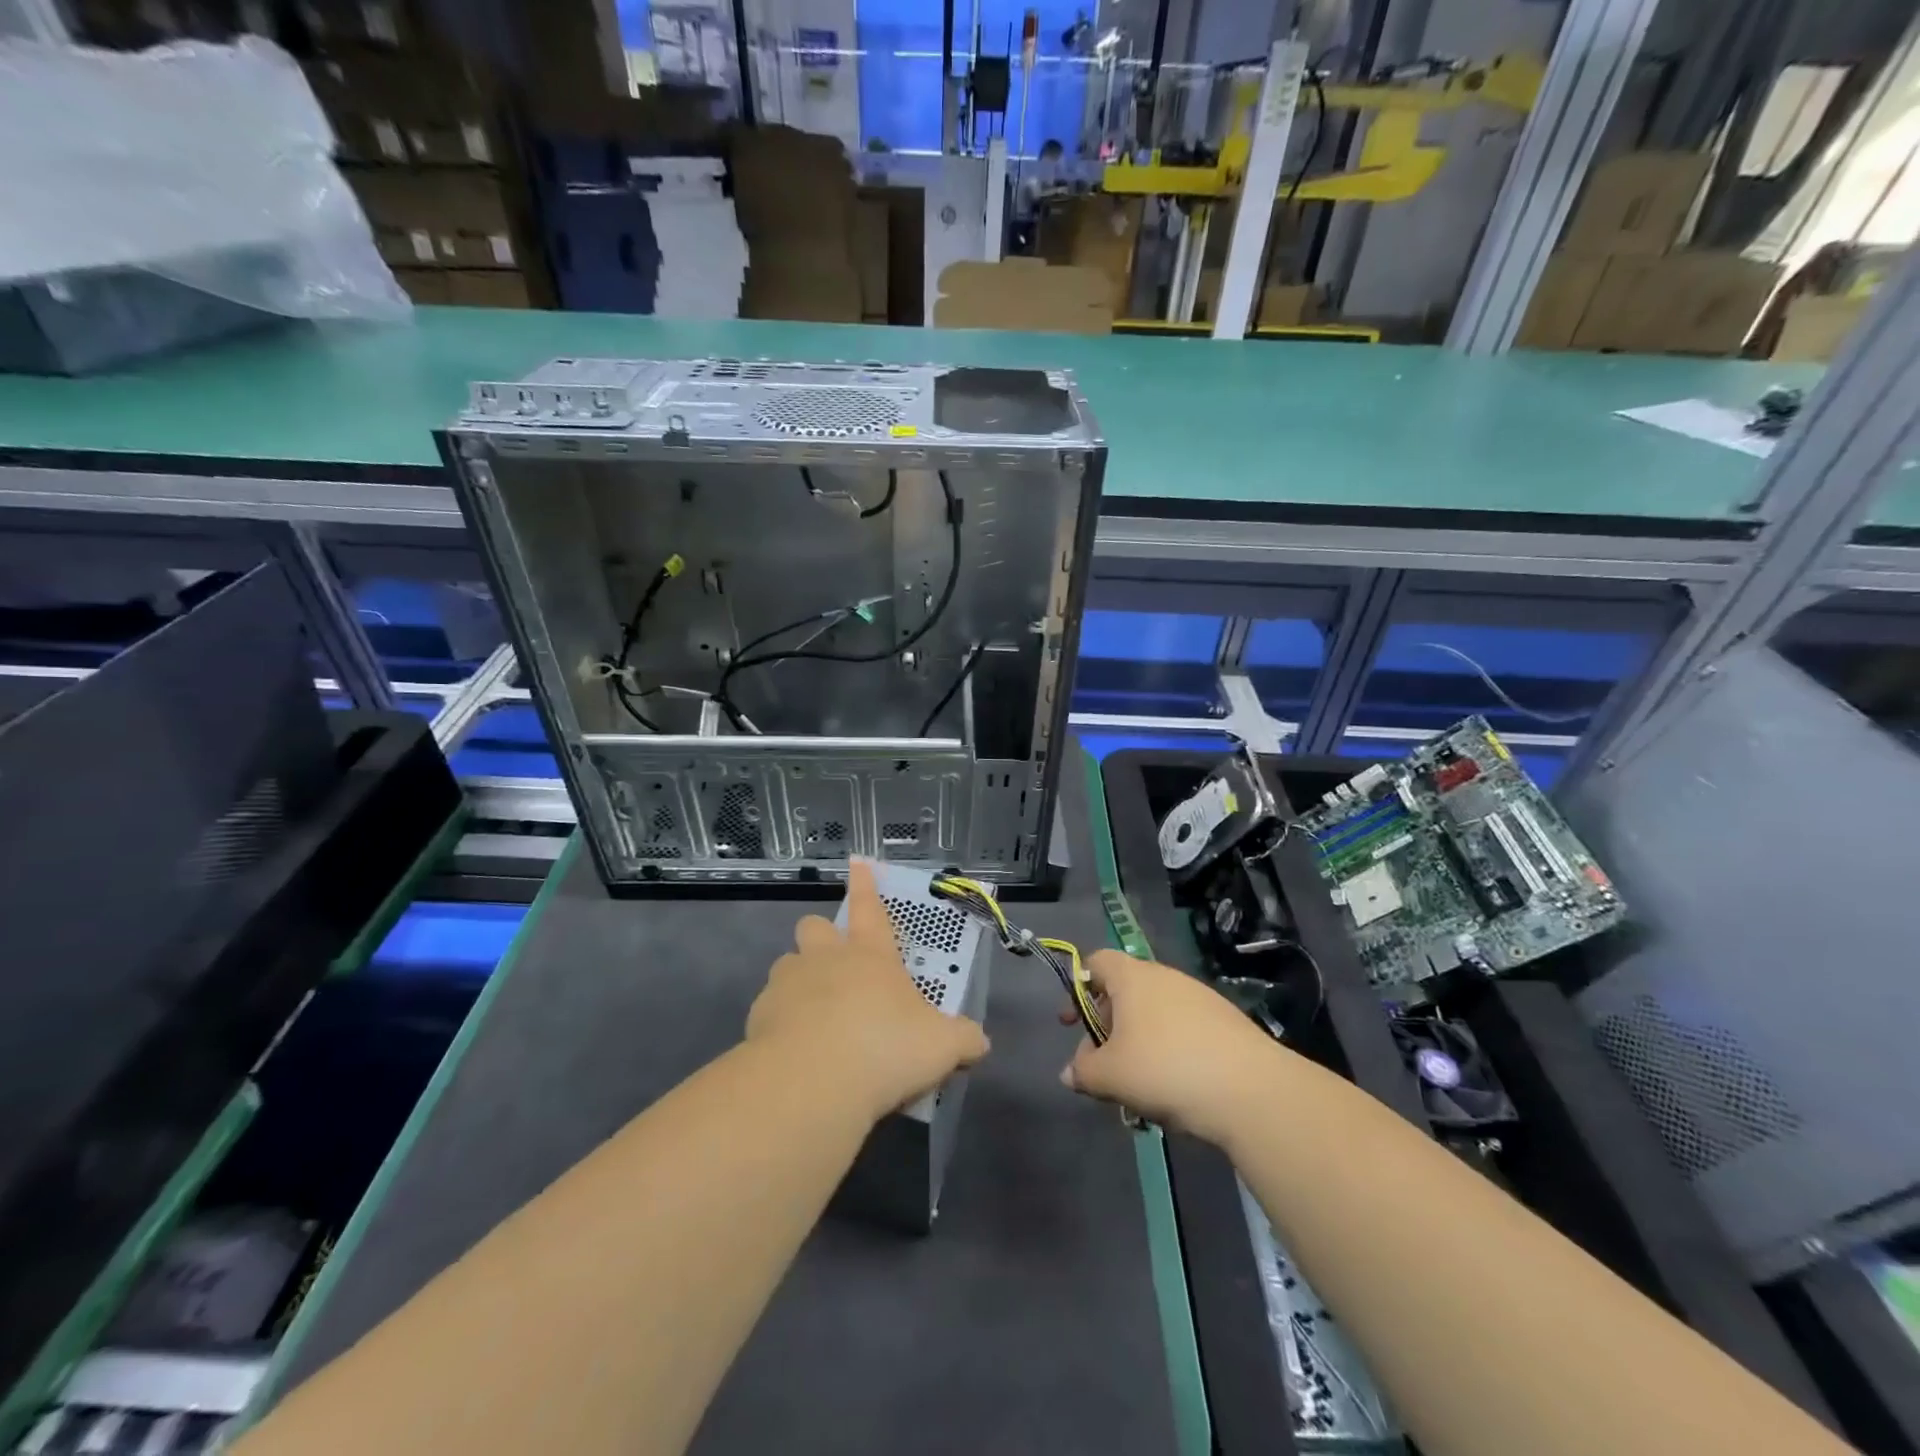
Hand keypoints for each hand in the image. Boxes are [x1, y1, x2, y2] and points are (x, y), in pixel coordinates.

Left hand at [748, 861, 989, 1121]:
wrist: (811, 1083)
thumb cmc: (885, 1048)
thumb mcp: (941, 1047)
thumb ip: (962, 1039)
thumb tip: (979, 1042)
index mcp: (870, 955)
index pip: (869, 907)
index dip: (865, 884)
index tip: (856, 861)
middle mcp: (825, 959)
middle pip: (815, 926)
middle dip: (822, 936)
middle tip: (836, 963)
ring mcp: (787, 984)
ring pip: (787, 964)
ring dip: (799, 979)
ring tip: (814, 1013)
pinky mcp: (758, 1017)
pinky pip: (769, 1008)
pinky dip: (780, 1022)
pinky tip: (795, 1051)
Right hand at [1061, 950, 1290, 1145]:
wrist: (1251, 1090)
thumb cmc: (1165, 1069)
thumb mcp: (1110, 1076)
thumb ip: (1083, 1071)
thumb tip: (1070, 1072)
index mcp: (1132, 977)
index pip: (1096, 962)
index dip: (1078, 988)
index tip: (1072, 1023)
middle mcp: (1165, 977)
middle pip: (1125, 991)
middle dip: (1107, 1026)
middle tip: (1102, 1065)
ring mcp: (1199, 997)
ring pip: (1155, 1014)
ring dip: (1139, 1043)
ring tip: (1138, 1085)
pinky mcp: (1225, 1021)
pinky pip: (1184, 1029)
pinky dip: (1170, 1050)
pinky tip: (1174, 1088)